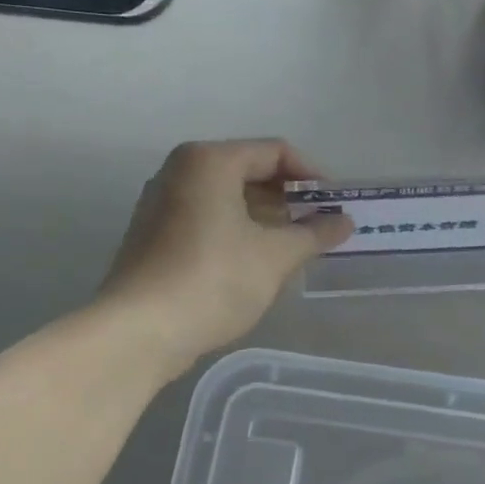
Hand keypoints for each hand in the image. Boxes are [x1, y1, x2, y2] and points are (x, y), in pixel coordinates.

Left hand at [98, 139, 352, 377]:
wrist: (140, 331)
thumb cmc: (213, 279)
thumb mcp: (275, 256)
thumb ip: (314, 234)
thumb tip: (344, 223)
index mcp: (210, 161)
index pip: (275, 152)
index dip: (312, 175)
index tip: (335, 205)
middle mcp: (181, 171)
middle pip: (249, 170)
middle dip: (289, 197)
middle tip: (319, 225)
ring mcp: (162, 202)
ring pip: (227, 196)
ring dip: (265, 216)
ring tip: (295, 245)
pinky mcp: (154, 234)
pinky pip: (207, 217)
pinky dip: (238, 229)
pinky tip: (257, 260)